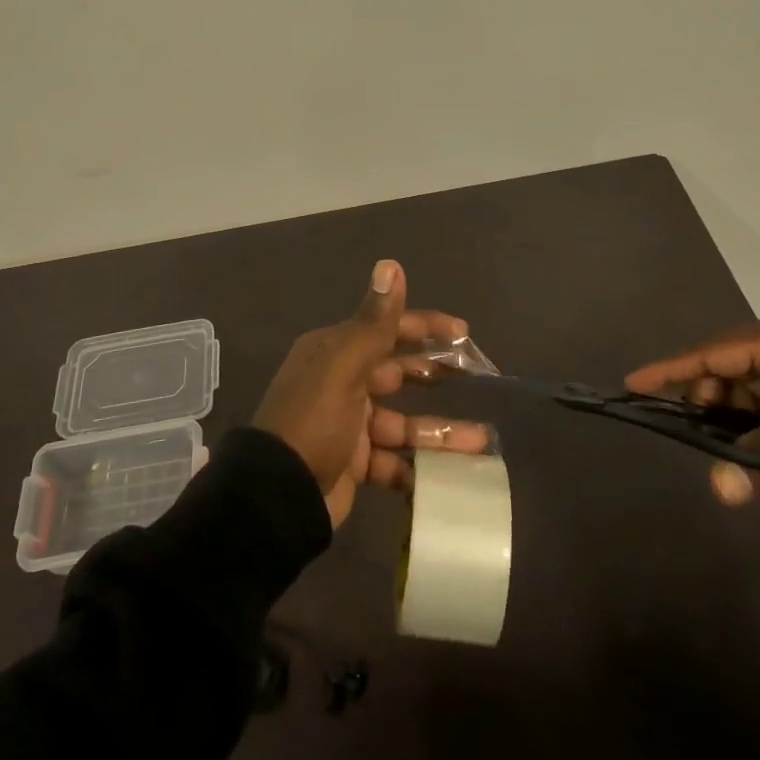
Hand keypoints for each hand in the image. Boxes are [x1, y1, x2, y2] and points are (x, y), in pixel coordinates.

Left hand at [253, 260, 489, 527]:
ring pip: (403, 423)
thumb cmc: (314, 421)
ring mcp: (349, 426)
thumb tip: (391, 264)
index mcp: (335, 353)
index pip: (386, 330)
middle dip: (434, 374)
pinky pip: (395, 462)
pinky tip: (450, 476)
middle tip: (474, 376)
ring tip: (480, 440)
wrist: (278, 495)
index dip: (424, 327)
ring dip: (439, 431)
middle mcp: (342, 382)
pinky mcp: (355, 463)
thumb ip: (374, 322)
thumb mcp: (343, 367)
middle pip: (397, 372)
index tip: (462, 333)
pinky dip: (419, 469)